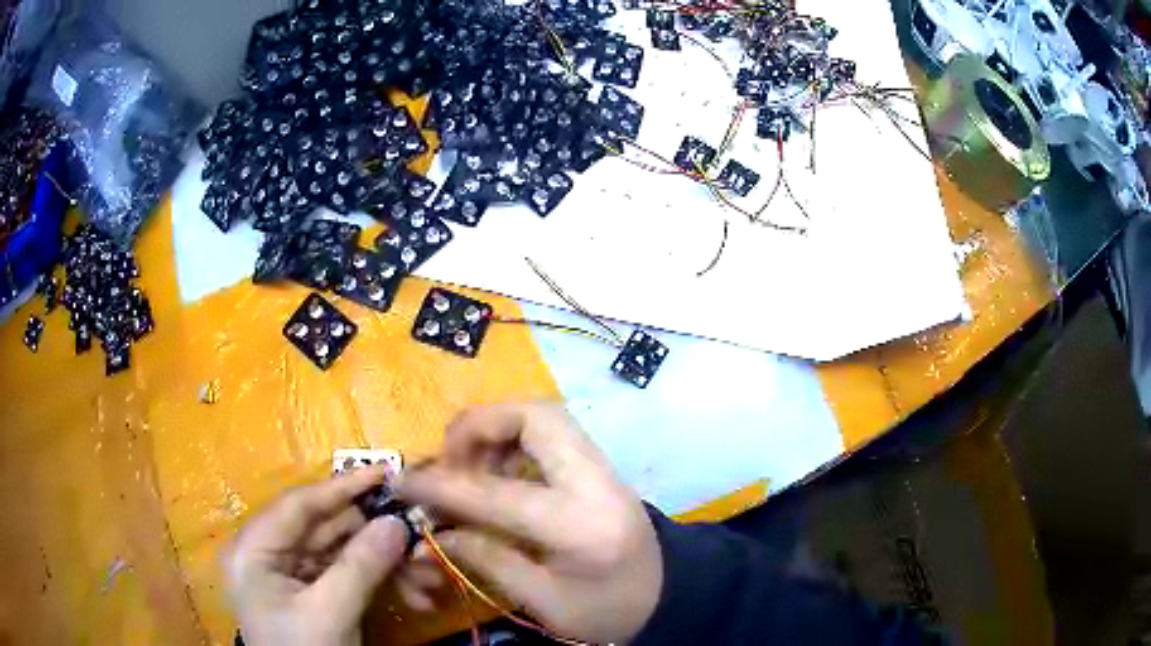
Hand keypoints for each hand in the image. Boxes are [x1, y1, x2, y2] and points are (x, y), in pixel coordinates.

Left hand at [224, 466, 408, 645]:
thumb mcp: (330, 612)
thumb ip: (361, 566)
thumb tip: (398, 522)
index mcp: (256, 550)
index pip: (299, 505)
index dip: (343, 487)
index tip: (385, 471)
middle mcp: (271, 555)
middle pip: (328, 530)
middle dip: (378, 537)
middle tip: (422, 536)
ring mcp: (294, 576)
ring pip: (345, 555)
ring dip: (388, 564)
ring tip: (429, 579)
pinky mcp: (316, 595)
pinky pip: (351, 577)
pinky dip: (382, 583)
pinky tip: (415, 596)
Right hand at [397, 403, 662, 644]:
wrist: (670, 596)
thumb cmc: (609, 611)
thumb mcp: (545, 601)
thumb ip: (488, 560)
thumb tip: (438, 533)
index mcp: (579, 525)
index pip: (496, 493)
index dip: (442, 486)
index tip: (404, 482)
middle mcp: (594, 480)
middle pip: (536, 416)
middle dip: (480, 425)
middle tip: (449, 458)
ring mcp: (603, 468)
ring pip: (545, 416)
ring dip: (497, 428)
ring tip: (471, 467)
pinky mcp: (601, 468)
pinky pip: (553, 433)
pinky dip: (516, 439)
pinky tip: (500, 473)